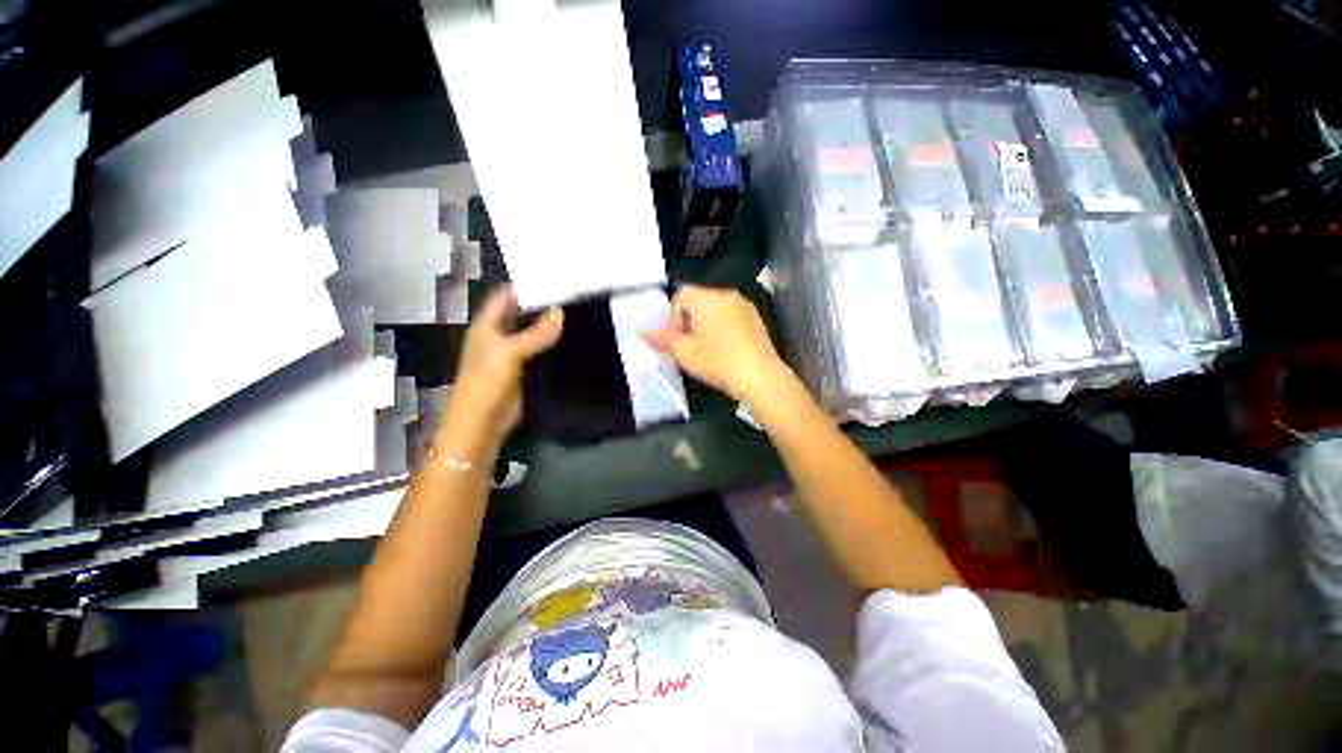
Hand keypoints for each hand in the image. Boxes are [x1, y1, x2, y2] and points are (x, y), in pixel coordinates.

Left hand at [448, 286, 562, 446]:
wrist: (482, 423)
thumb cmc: (487, 383)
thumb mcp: (510, 354)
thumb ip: (536, 334)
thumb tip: (561, 312)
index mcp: (487, 325)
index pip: (505, 296)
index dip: (525, 285)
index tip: (552, 276)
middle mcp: (498, 335)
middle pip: (520, 312)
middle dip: (540, 303)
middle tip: (570, 292)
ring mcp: (510, 353)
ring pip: (531, 331)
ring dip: (547, 323)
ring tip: (575, 309)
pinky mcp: (523, 369)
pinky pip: (538, 350)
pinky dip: (551, 343)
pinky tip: (569, 337)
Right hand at [645, 285, 788, 400]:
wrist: (759, 377)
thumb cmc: (717, 362)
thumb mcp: (684, 353)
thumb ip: (662, 339)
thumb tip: (641, 332)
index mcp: (707, 299)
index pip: (681, 295)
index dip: (671, 315)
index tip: (674, 337)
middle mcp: (726, 295)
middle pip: (698, 300)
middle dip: (688, 319)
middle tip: (686, 345)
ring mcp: (744, 306)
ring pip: (715, 308)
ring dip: (705, 323)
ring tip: (705, 348)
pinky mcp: (756, 318)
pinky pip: (731, 315)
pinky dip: (722, 326)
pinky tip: (724, 349)